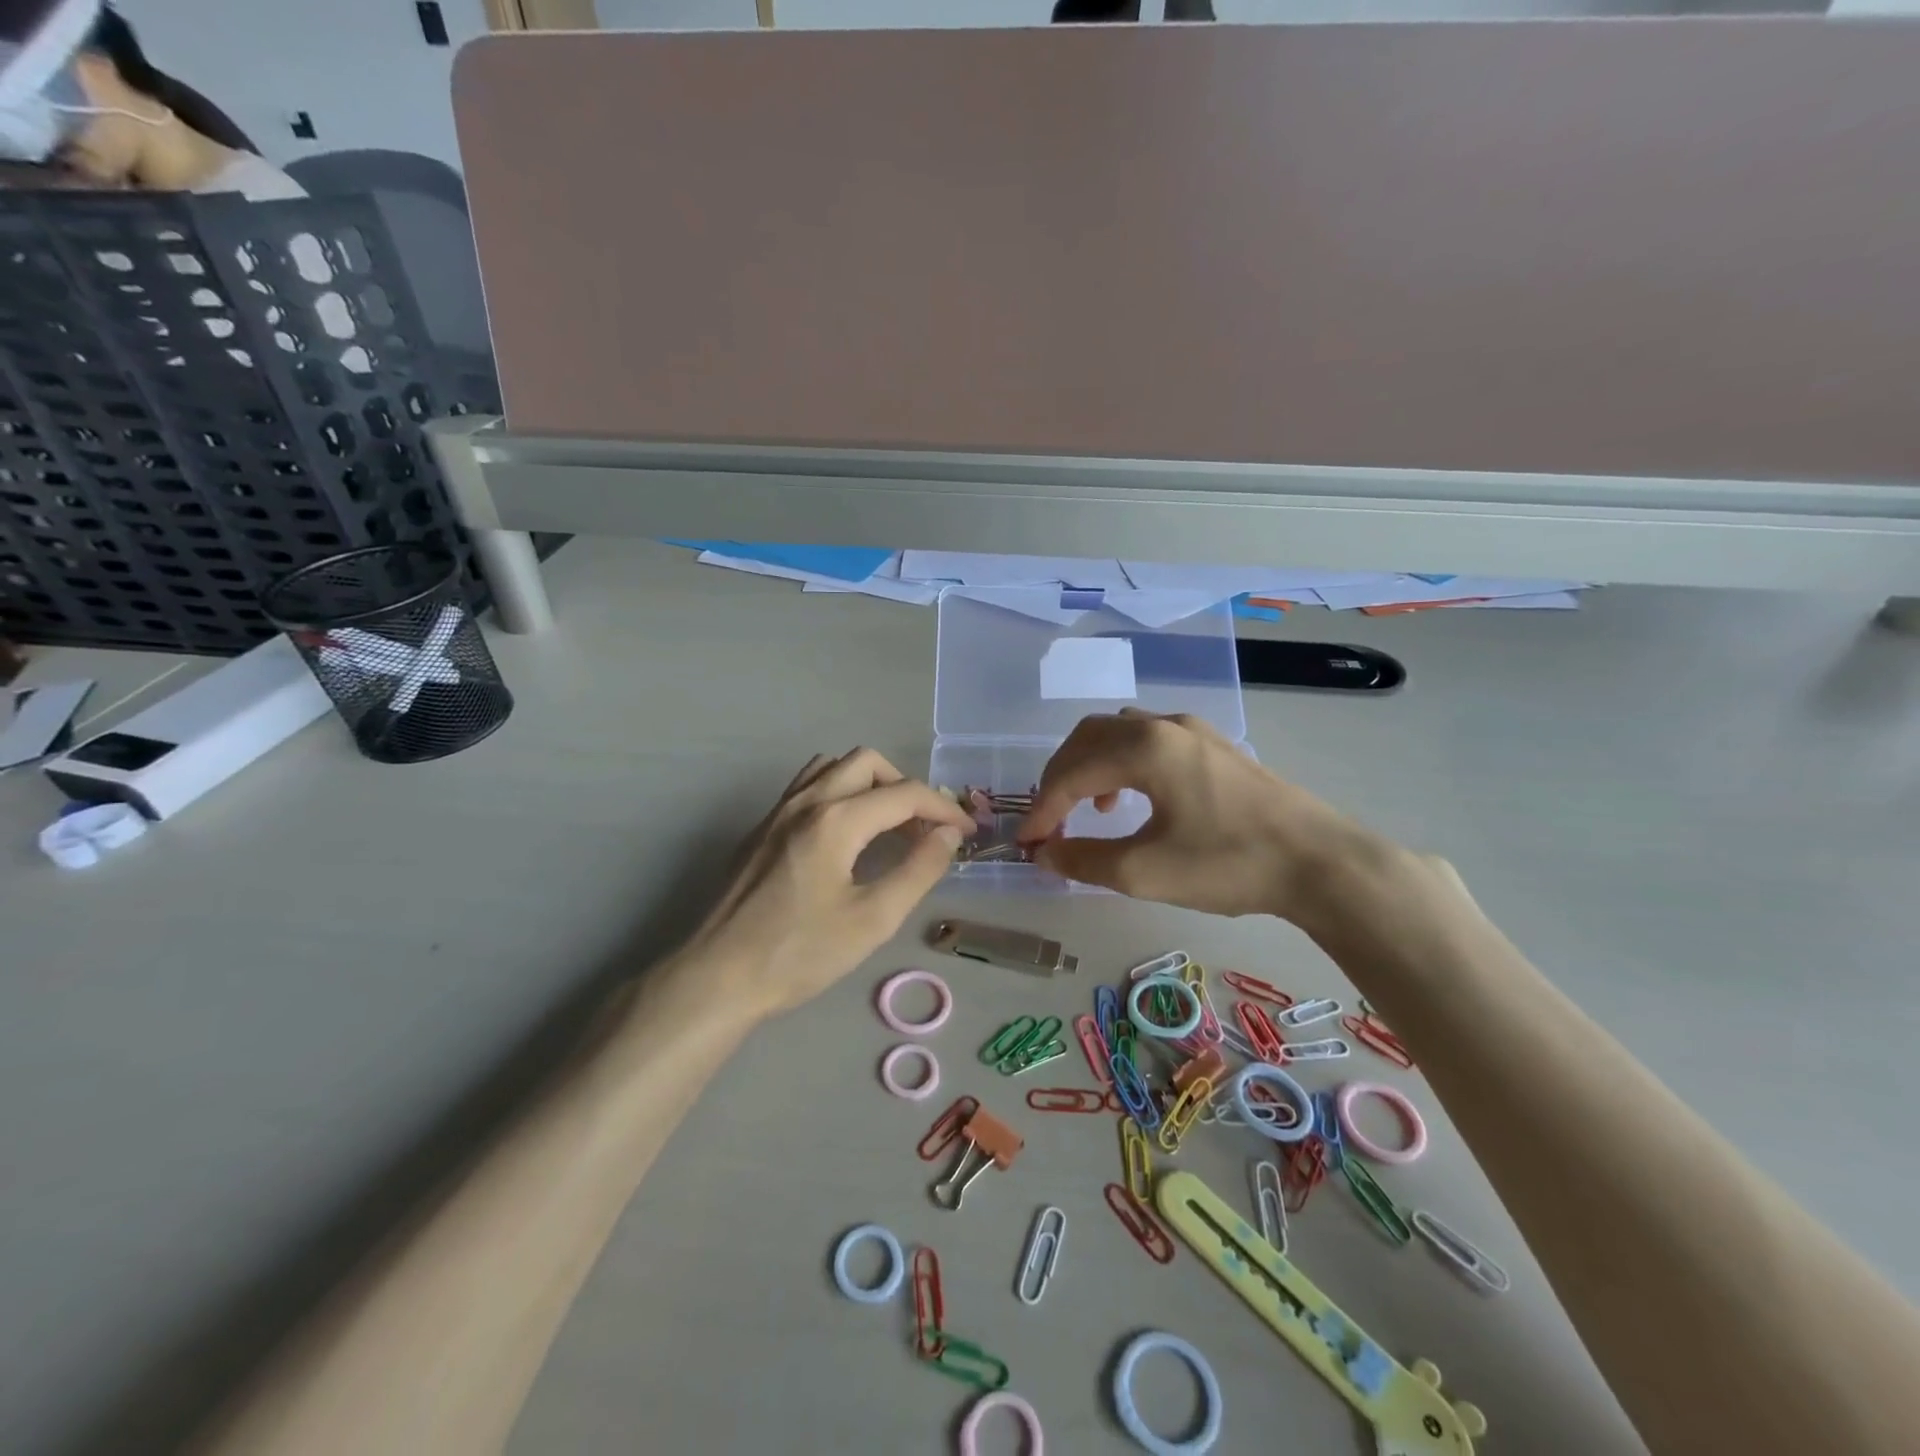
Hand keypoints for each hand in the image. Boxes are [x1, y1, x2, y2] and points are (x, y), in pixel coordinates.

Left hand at [678, 748, 975, 1018]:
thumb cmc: (799, 953)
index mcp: (836, 819)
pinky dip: (839, 793)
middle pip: (868, 762)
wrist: (717, 976)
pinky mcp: (761, 829)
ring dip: (869, 784)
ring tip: (887, 825)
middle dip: (905, 787)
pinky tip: (845, 836)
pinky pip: (807, 787)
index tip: (965, 833)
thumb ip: (918, 869)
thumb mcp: (873, 920)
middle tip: (923, 828)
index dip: (943, 808)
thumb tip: (948, 834)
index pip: (905, 793)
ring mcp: (777, 811)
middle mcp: (806, 801)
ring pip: (833, 767)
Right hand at [1017, 709, 1383, 923]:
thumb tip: (1044, 854)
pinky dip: (1122, 764)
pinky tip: (1134, 799)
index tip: (1027, 844)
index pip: (1071, 772)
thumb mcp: (1145, 871)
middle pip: (1089, 738)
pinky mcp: (1214, 746)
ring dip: (1090, 767)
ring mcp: (1193, 731)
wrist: (1320, 862)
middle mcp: (1163, 725)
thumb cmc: (1228, 863)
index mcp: (1144, 747)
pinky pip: (1149, 740)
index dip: (1042, 809)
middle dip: (1060, 779)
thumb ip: (1084, 860)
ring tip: (1089, 810)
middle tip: (1049, 822)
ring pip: (1119, 733)